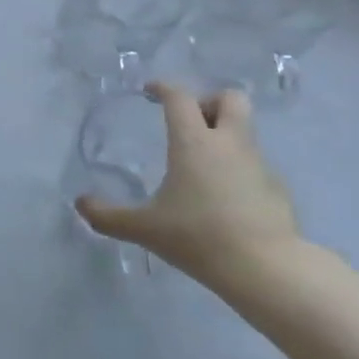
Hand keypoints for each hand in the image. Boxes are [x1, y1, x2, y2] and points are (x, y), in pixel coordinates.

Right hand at [76, 82, 300, 293]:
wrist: (267, 270)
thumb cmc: (199, 237)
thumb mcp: (144, 228)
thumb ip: (109, 216)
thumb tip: (80, 204)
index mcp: (194, 142)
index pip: (180, 97)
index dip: (163, 88)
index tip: (150, 92)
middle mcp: (229, 143)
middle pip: (231, 98)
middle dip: (210, 102)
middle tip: (190, 123)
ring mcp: (259, 165)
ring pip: (245, 132)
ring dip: (225, 137)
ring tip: (202, 167)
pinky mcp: (278, 190)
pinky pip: (256, 165)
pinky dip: (240, 170)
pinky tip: (226, 199)